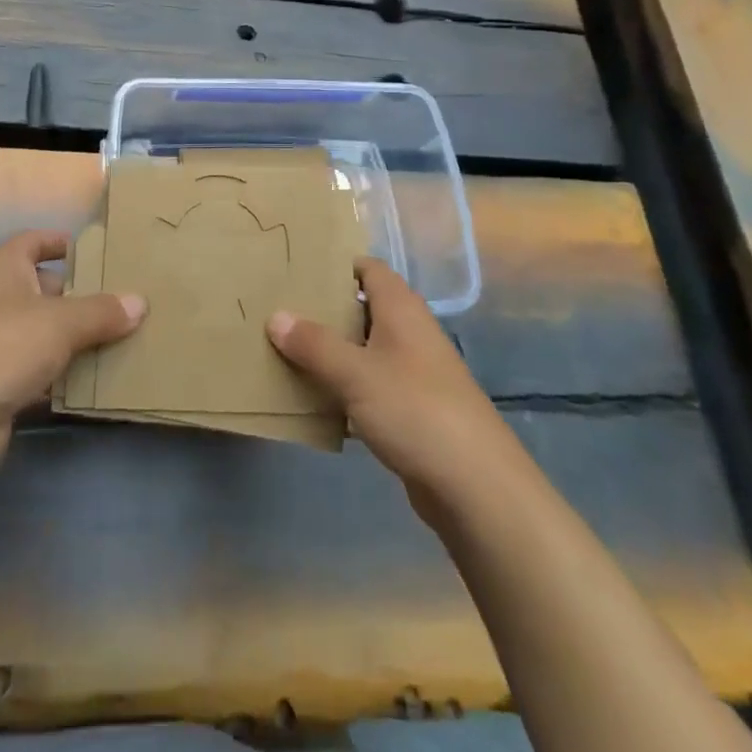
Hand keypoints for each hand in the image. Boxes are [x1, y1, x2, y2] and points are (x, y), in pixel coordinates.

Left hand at [0, 230, 145, 468]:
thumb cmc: (1, 346)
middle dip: (80, 296)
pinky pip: (36, 371)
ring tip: (121, 341)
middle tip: (124, 302)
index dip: (60, 242)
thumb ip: (102, 311)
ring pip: (42, 334)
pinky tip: (94, 383)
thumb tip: (140, 302)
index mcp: (3, 268)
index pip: (33, 242)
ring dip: (74, 340)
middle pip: (43, 289)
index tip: (96, 251)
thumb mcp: (60, 322)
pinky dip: (61, 376)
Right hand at [267, 258, 515, 517]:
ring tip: (285, 350)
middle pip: (363, 308)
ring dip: (332, 351)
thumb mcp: (355, 373)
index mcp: (401, 309)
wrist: (476, 486)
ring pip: (364, 349)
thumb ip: (314, 344)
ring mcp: (414, 373)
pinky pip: (370, 386)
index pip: (367, 269)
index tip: (295, 269)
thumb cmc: (414, 410)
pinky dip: (345, 387)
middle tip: (279, 309)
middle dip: (324, 310)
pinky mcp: (413, 410)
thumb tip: (275, 315)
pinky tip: (315, 399)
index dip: (335, 265)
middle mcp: (410, 332)